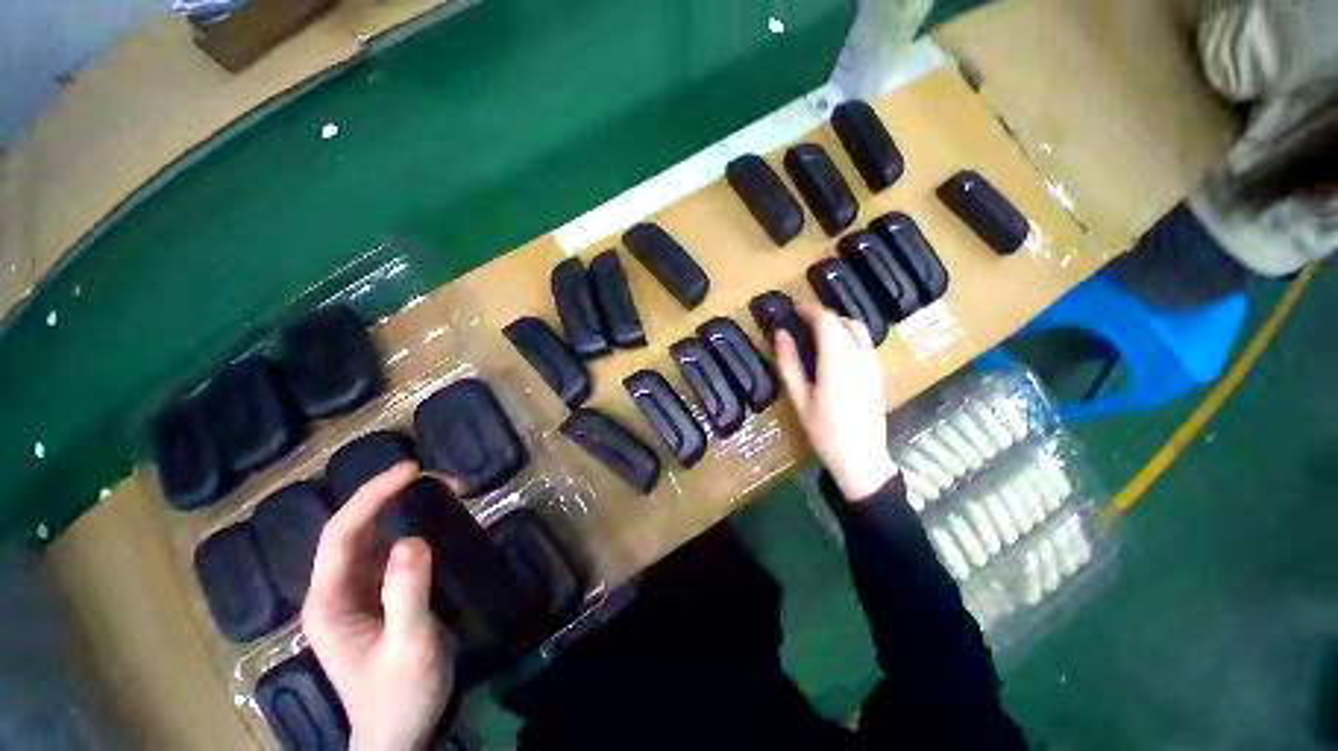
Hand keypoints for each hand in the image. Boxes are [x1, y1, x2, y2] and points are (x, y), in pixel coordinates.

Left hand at [303, 463, 453, 750]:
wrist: (399, 734)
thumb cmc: (400, 694)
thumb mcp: (409, 645)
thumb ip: (407, 594)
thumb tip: (411, 540)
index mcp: (329, 603)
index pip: (341, 535)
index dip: (371, 497)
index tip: (410, 470)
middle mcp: (333, 593)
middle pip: (349, 532)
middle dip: (381, 496)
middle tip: (424, 473)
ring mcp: (352, 597)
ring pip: (365, 540)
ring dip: (392, 509)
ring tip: (429, 487)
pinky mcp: (373, 600)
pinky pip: (382, 554)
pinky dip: (401, 528)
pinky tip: (421, 519)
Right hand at [774, 304, 897, 499]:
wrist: (862, 458)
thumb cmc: (824, 431)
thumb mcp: (800, 399)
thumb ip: (789, 364)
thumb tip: (781, 334)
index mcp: (838, 362)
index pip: (827, 321)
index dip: (809, 310)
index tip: (792, 310)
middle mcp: (860, 356)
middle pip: (842, 321)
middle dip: (820, 315)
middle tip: (799, 322)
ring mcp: (873, 363)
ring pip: (857, 328)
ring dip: (835, 323)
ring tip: (815, 333)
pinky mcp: (878, 371)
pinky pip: (864, 341)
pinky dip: (847, 334)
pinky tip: (833, 350)